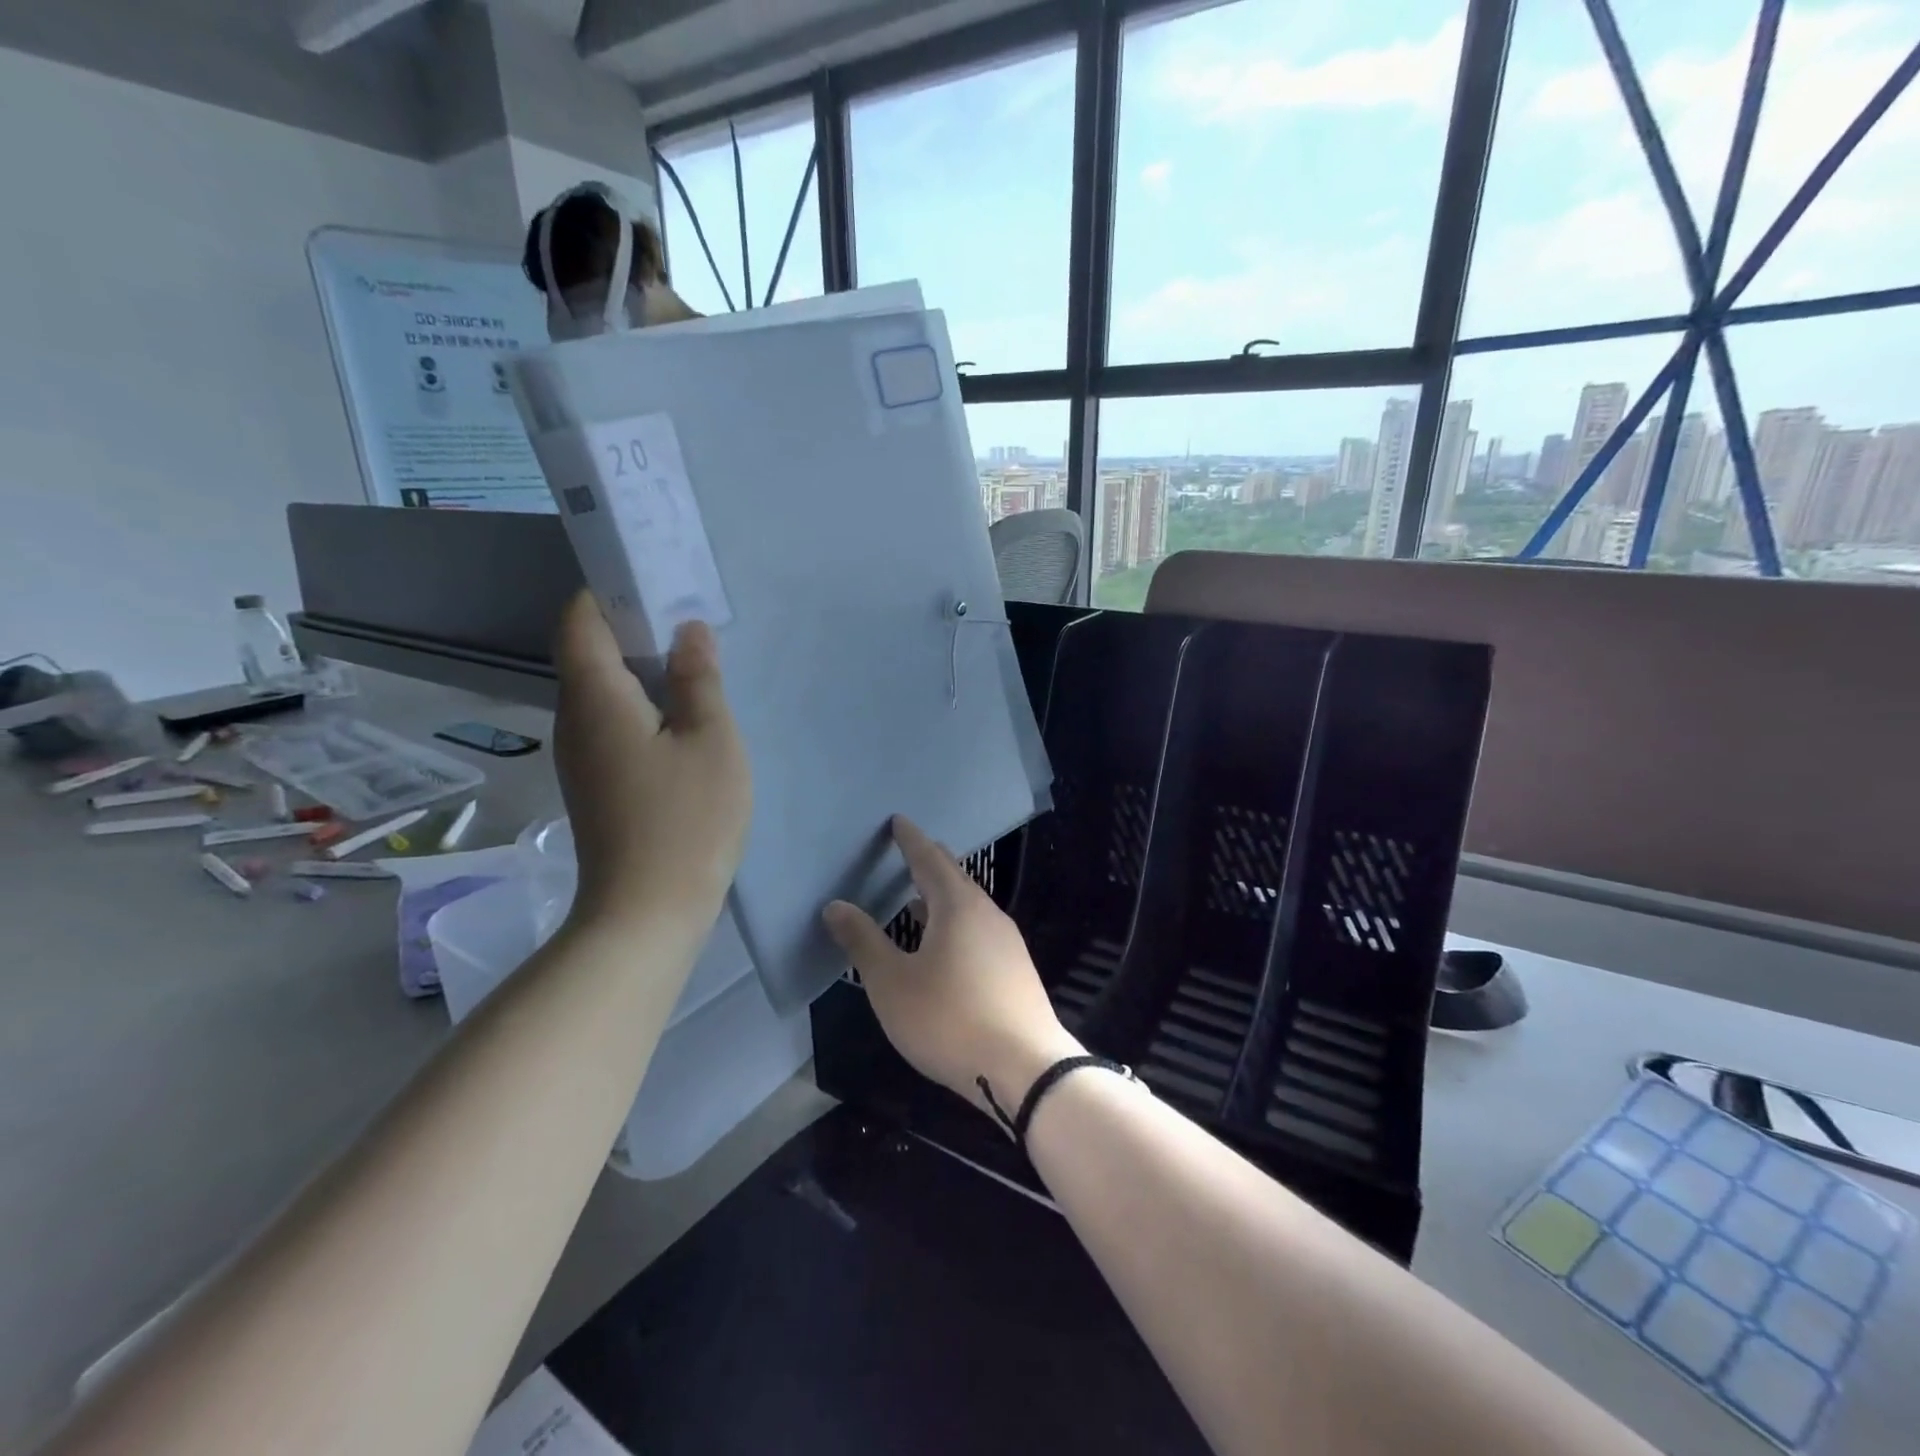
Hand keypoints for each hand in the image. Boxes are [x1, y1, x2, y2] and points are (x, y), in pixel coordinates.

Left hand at [552, 592, 749, 931]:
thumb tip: (688, 630)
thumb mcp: (711, 740)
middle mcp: (574, 720)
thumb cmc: (686, 819)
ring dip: (640, 668)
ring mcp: (580, 756)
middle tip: (689, 618)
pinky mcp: (594, 783)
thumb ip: (700, 679)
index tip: (653, 580)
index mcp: (596, 698)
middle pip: (588, 652)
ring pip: (602, 691)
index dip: (607, 591)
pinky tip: (682, 716)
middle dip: (632, 626)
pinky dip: (640, 704)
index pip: (579, 621)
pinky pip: (610, 722)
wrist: (647, 911)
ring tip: (693, 662)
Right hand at [822, 816, 1082, 1131]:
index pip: (930, 859)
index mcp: (957, 906)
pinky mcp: (1016, 969)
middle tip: (909, 851)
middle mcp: (987, 914)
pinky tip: (946, 946)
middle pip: (955, 878)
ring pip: (970, 906)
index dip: (911, 840)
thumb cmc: (949, 1019)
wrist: (1025, 1068)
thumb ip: (863, 941)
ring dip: (943, 897)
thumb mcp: (892, 983)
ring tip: (918, 899)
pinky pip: (980, 929)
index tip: (899, 821)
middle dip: (930, 863)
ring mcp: (1008, 942)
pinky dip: (956, 922)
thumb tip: (836, 906)